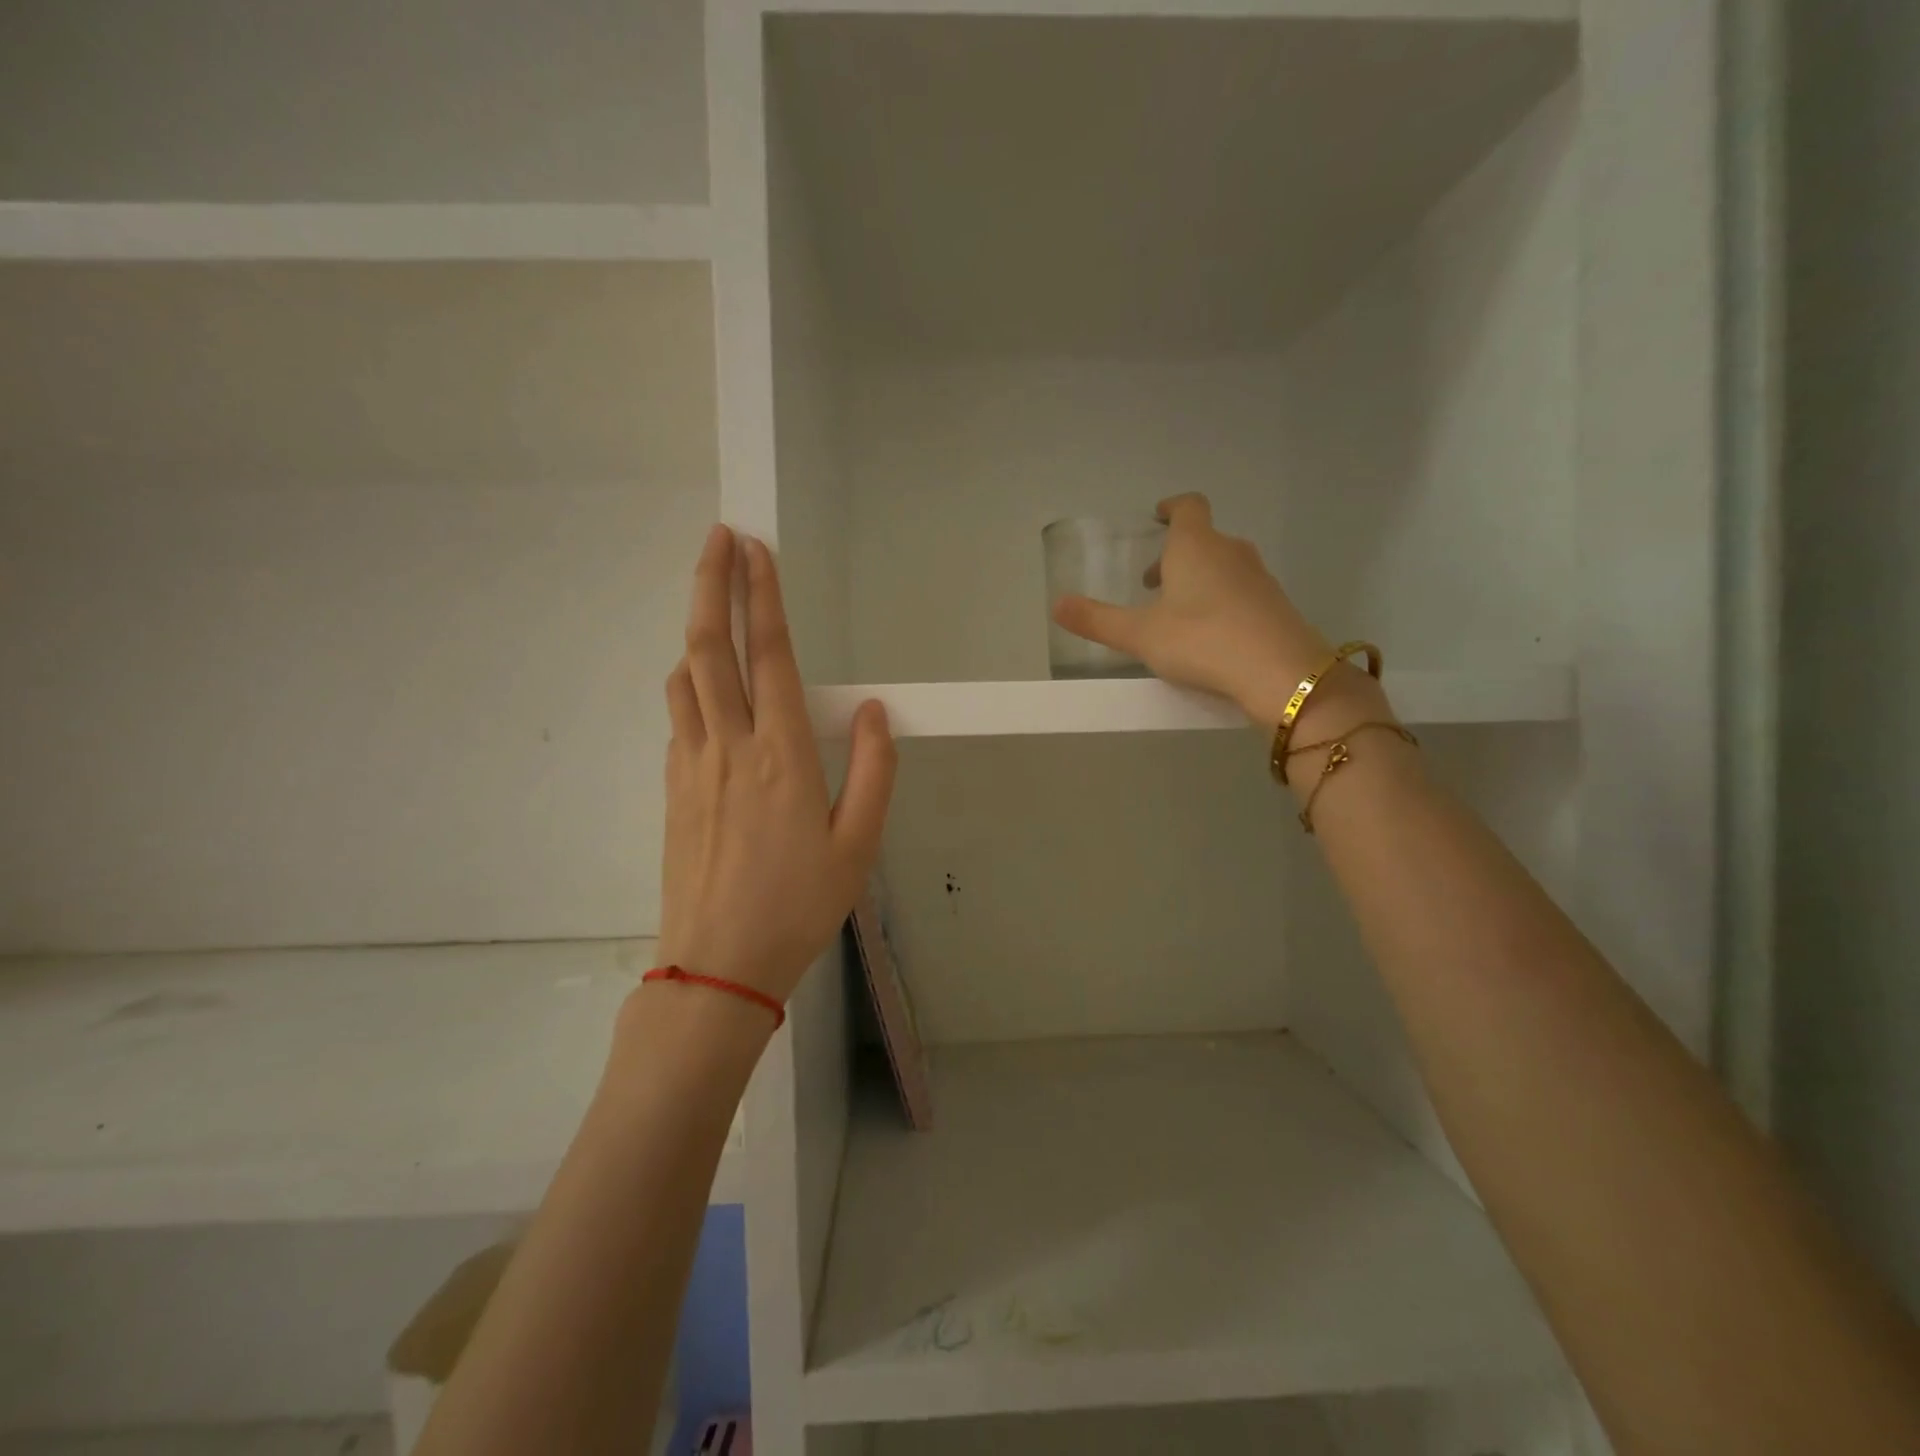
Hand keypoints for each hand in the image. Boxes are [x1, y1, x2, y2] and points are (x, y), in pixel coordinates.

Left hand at [657, 526, 895, 1006]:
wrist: (718, 964)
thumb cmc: (799, 905)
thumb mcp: (859, 845)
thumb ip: (874, 771)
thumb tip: (876, 711)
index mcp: (783, 756)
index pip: (769, 657)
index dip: (761, 597)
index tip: (756, 549)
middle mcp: (731, 747)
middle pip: (709, 649)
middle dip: (710, 584)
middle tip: (717, 536)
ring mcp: (693, 766)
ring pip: (685, 677)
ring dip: (694, 627)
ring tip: (708, 596)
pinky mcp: (674, 788)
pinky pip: (679, 716)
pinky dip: (689, 681)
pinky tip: (703, 683)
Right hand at [1051, 494, 1332, 726]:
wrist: (1279, 672)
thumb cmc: (1201, 641)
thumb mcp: (1140, 635)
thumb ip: (1097, 620)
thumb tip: (1056, 604)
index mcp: (1195, 546)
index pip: (1187, 507)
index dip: (1171, 508)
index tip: (1158, 517)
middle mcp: (1230, 551)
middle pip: (1203, 539)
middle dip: (1176, 555)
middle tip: (1152, 584)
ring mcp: (1259, 577)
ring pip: (1223, 565)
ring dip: (1199, 579)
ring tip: (1178, 614)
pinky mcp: (1276, 605)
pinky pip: (1242, 590)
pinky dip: (1222, 600)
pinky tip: (1211, 635)